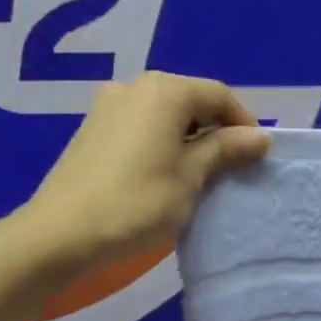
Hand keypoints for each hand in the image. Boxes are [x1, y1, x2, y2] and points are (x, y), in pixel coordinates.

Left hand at [20, 73, 269, 272]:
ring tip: (200, 172)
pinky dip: (162, 140)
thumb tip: (260, 137)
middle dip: (216, 128)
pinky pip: (141, 124)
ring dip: (189, 135)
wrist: (60, 234)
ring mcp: (109, 105)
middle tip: (231, 165)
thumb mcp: (191, 177)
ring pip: (165, 112)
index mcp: (165, 91)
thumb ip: (225, 150)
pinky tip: (164, 172)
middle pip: (191, 98)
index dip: (244, 122)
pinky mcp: (93, 128)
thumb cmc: (137, 203)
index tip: (256, 156)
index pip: (219, 95)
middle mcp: (136, 86)